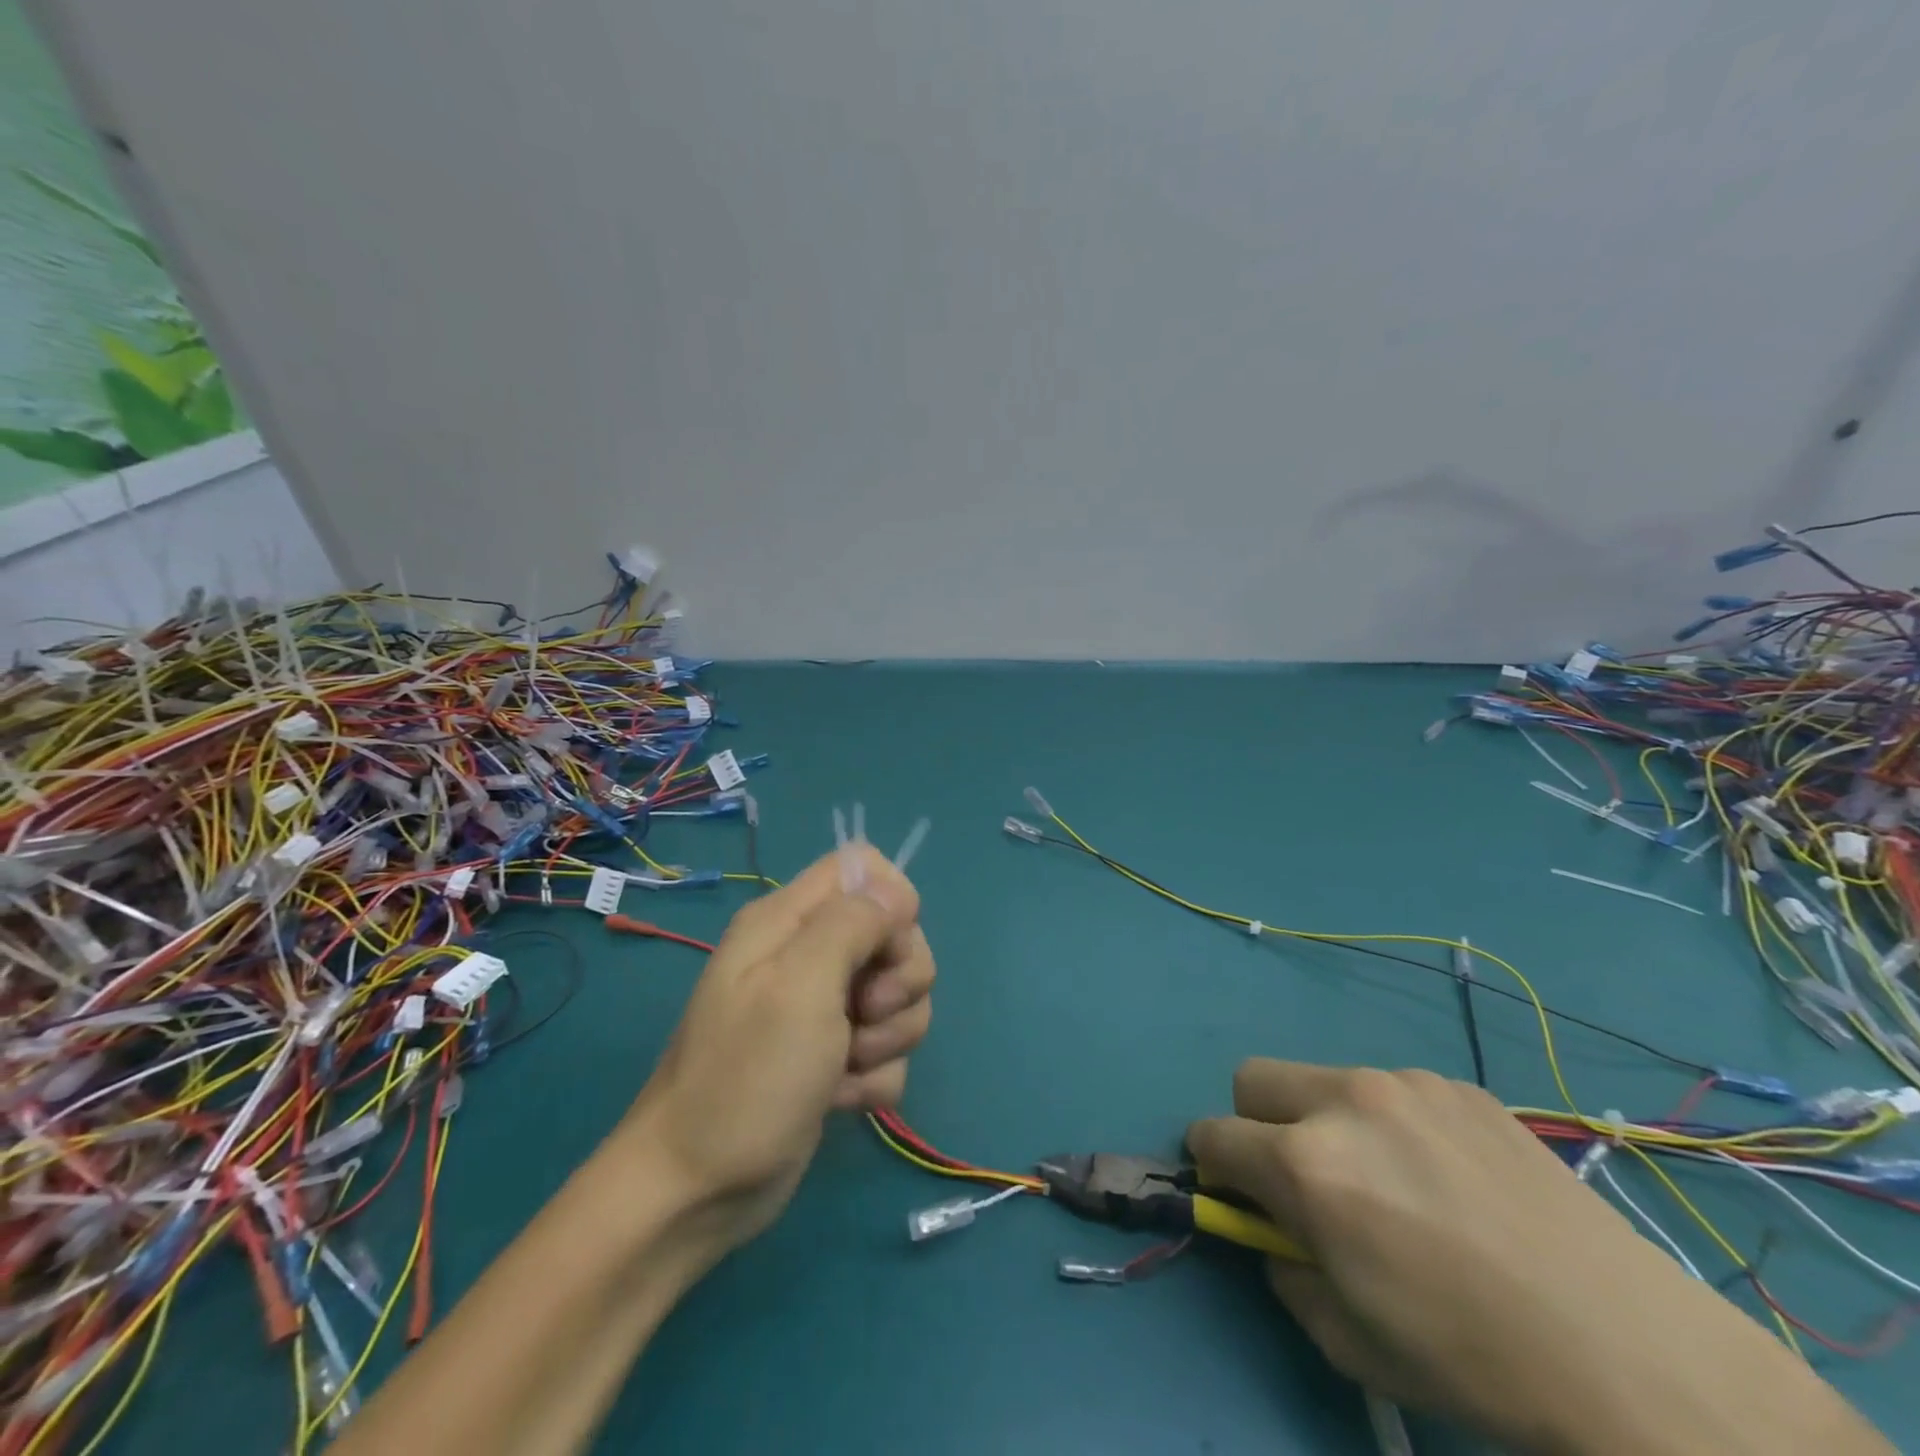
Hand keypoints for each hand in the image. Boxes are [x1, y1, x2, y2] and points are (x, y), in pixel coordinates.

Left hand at [622, 843, 931, 1252]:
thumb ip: (851, 923)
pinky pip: (887, 1050)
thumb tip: (896, 892)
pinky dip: (874, 1077)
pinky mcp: (834, 1058)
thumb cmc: (745, 1077)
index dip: (891, 902)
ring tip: (845, 1067)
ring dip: (889, 1037)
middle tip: (863, 1014)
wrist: (696, 1191)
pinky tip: (839, 1099)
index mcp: (789, 920)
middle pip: (894, 935)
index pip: (863, 867)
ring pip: (900, 997)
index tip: (887, 949)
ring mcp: (823, 1009)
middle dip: (899, 981)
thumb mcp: (800, 986)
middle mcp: (808, 955)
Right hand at [1187, 1060, 1891, 1455]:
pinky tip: (1450, 1178)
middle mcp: (1343, 1102)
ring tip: (1394, 1182)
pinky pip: (1391, 1090)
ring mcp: (1403, 1084)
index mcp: (1306, 1164)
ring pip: (1323, 1080)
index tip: (1233, 1189)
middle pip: (1252, 1079)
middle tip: (1304, 1178)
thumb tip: (1270, 1229)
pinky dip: (1391, 1123)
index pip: (1213, 1134)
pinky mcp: (1456, 1084)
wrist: (1635, 1354)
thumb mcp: (1348, 1339)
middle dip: (1256, 1124)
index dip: (1212, 1164)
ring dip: (1327, 1120)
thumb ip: (1283, 1268)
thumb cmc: (1473, 1360)